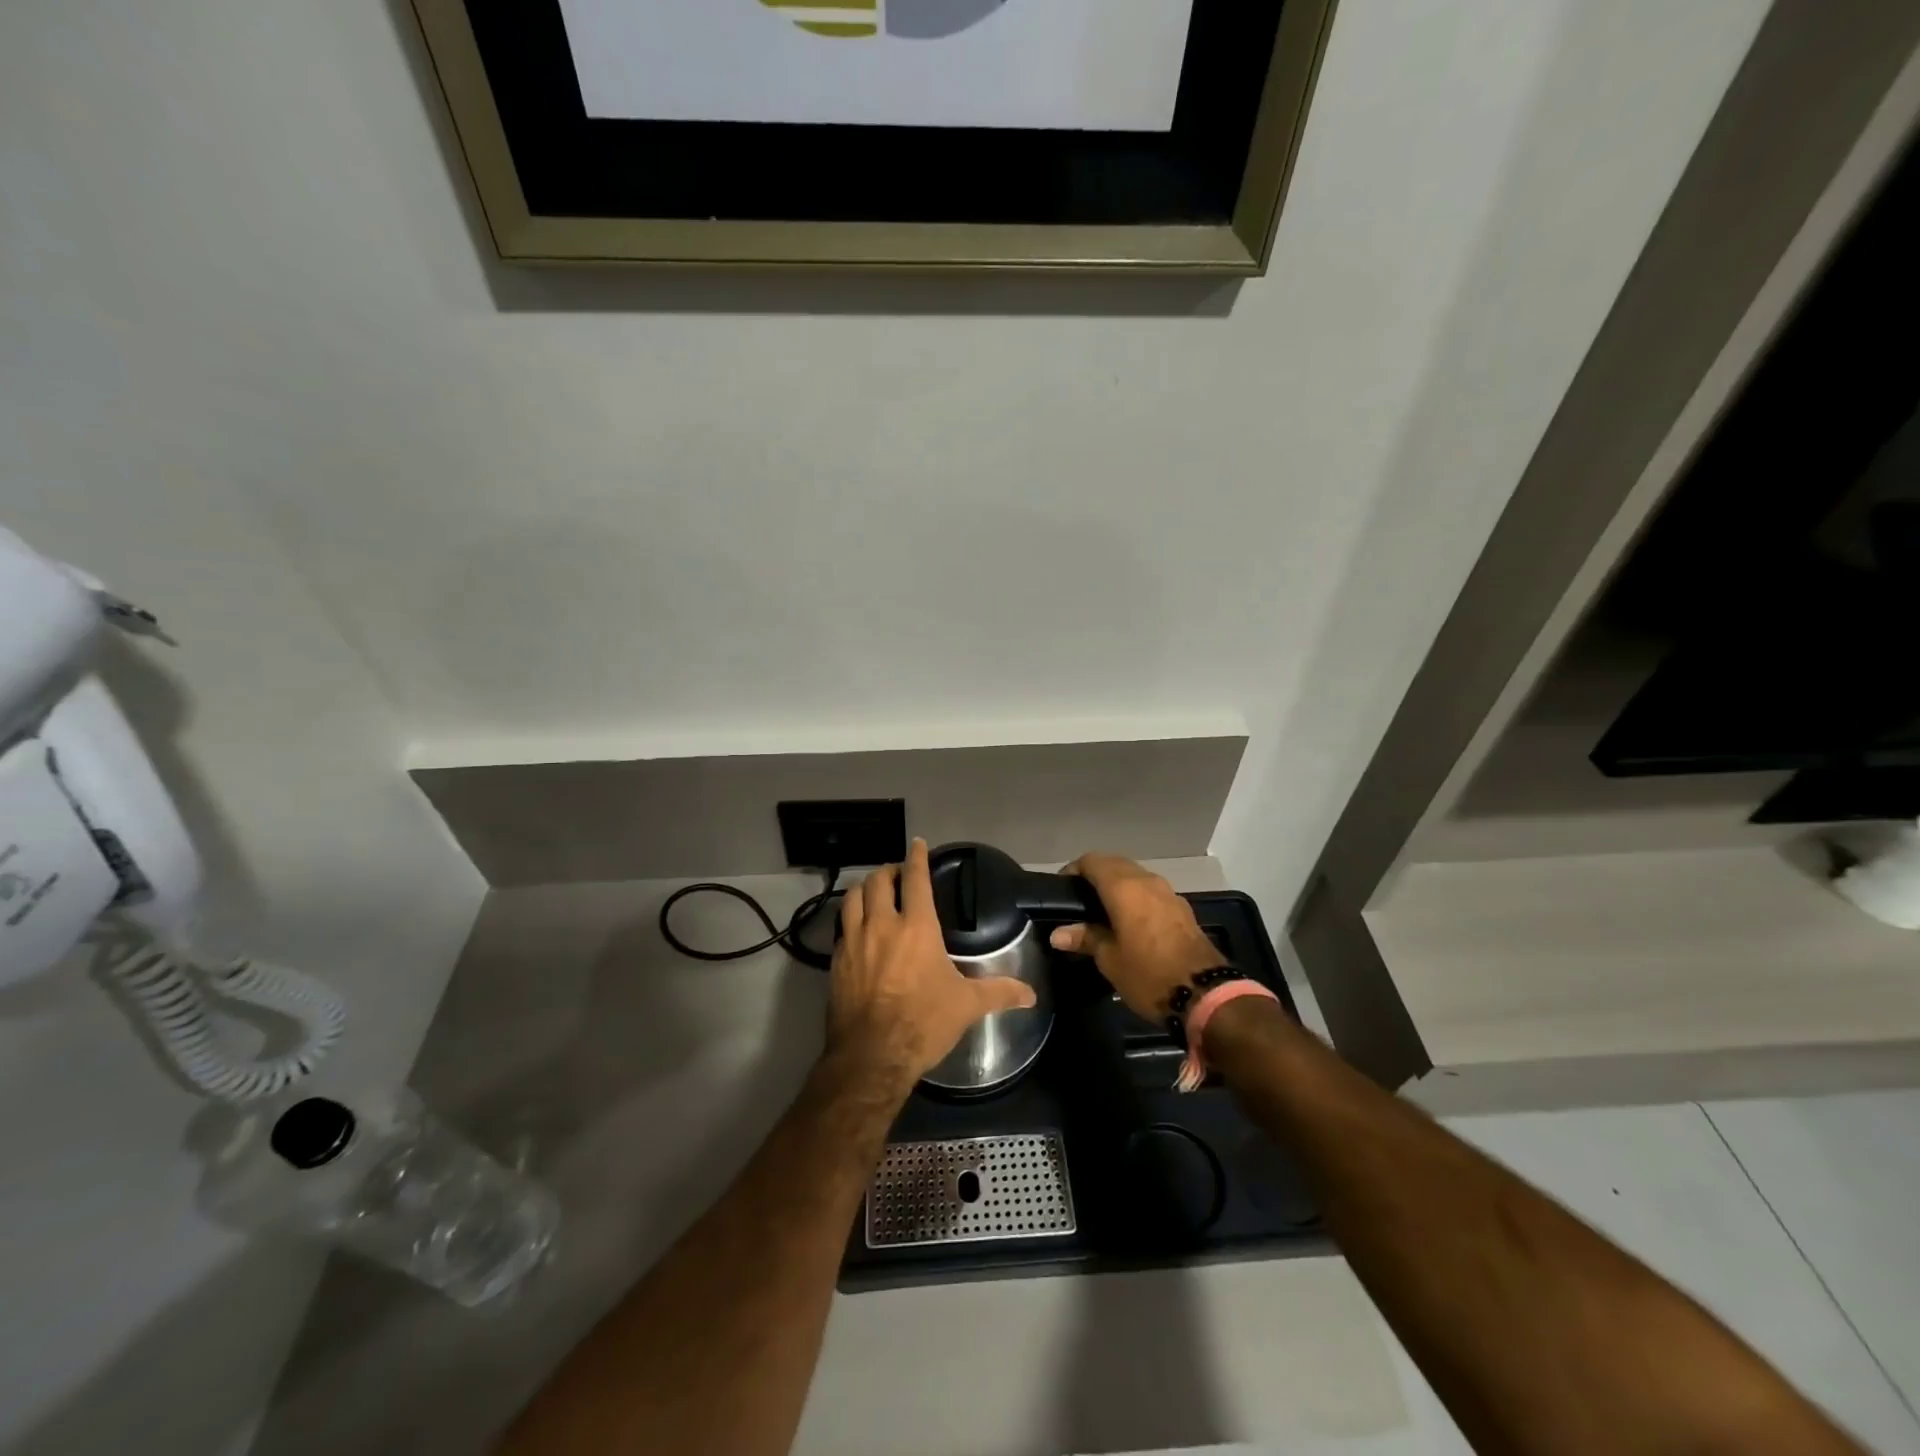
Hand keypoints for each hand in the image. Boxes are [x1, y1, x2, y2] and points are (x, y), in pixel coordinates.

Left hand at [828, 838, 1037, 1089]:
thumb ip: (999, 993)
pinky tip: (857, 928)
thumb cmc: (923, 1023)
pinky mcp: (836, 961)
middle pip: (879, 881)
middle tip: (897, 873)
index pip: (916, 879)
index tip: (918, 844)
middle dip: (889, 870)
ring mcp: (854, 941)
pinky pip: (841, 926)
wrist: (872, 1056)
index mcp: (917, 927)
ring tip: (874, 892)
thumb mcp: (966, 1006)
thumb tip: (1032, 995)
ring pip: (852, 897)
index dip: (917, 857)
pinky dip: (850, 917)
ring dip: (865, 888)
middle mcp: (882, 925)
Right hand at [1049, 853, 1222, 1020]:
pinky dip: (1135, 897)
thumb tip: (1058, 934)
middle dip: (1095, 875)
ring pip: (1135, 876)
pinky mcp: (1182, 908)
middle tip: (1078, 900)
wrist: (1206, 995)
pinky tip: (1128, 921)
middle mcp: (1147, 881)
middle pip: (1115, 864)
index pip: (1092, 861)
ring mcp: (1168, 893)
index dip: (1073, 870)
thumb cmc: (1149, 974)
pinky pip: (1150, 891)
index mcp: (1124, 887)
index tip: (1061, 890)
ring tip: (1101, 911)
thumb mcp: (1110, 960)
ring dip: (1117, 885)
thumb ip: (1085, 938)